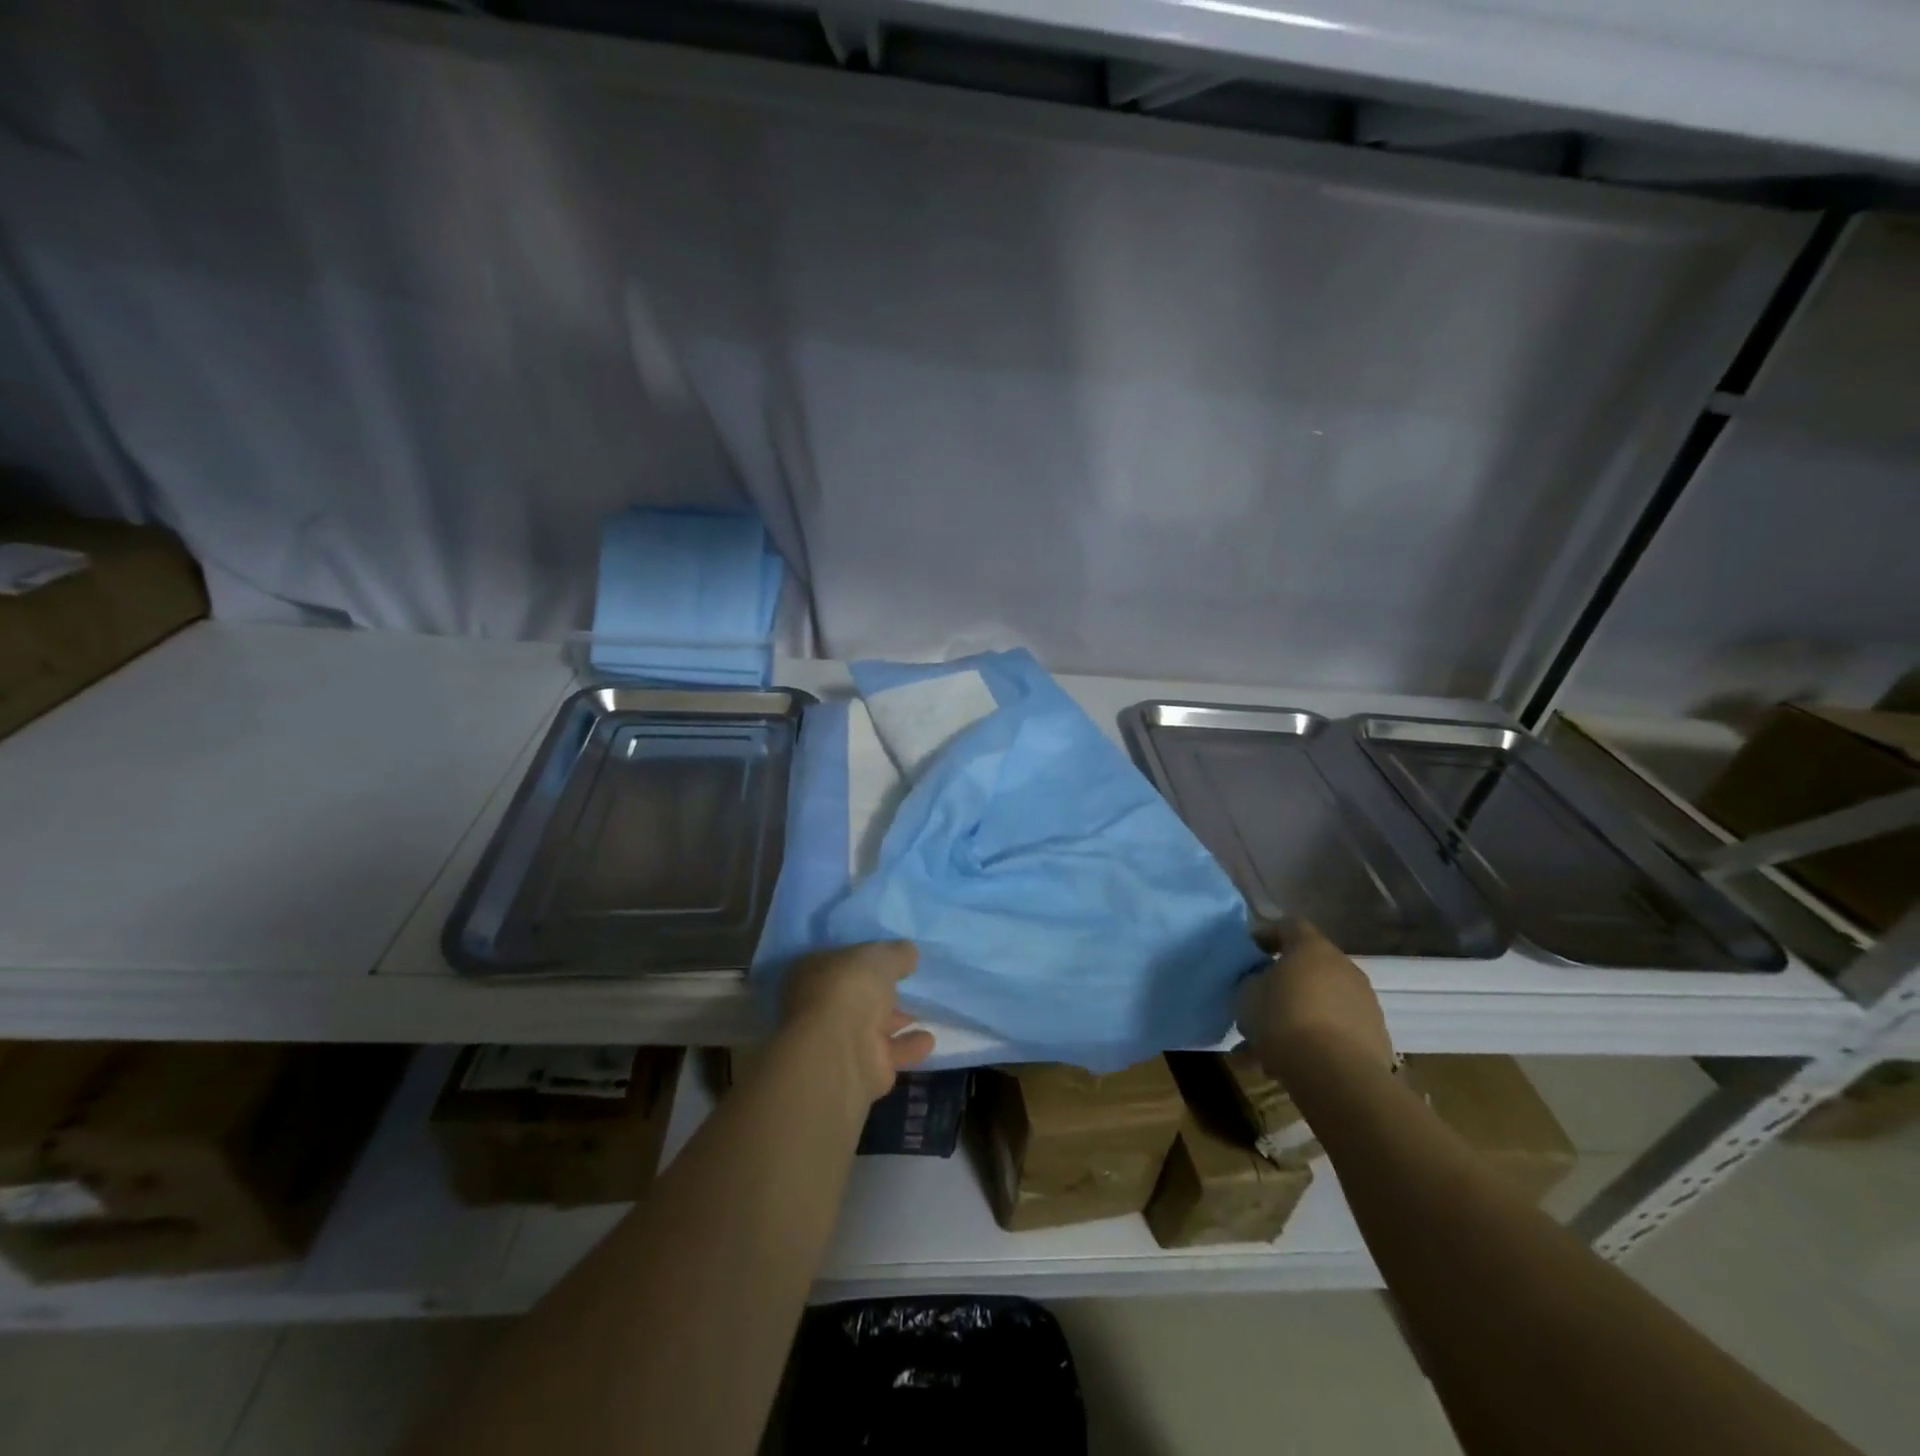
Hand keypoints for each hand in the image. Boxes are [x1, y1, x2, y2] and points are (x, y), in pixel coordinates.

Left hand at [781, 941, 936, 1105]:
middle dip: (878, 995)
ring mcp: (836, 1043)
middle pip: (854, 998)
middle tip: (905, 987)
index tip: (888, 960)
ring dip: (894, 1022)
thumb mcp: (880, 957)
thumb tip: (908, 953)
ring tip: (921, 1013)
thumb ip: (897, 954)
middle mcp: (819, 1008)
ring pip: (869, 1028)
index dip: (863, 961)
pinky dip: (907, 1047)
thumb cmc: (850, 988)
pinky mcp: (858, 1072)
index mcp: (813, 973)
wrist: (839, 1050)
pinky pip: (887, 1054)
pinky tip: (928, 1040)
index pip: (840, 963)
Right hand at [1235, 919, 1393, 1079]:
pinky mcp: (1375, 1039)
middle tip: (1256, 1006)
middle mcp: (1344, 969)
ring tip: (1263, 1051)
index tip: (1249, 953)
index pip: (1289, 925)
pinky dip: (1312, 1044)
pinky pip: (1334, 1033)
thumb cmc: (1283, 1020)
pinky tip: (1286, 1069)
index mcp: (1312, 948)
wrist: (1337, 1075)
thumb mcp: (1246, 995)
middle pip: (1307, 969)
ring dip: (1294, 1021)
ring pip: (1319, 1006)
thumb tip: (1259, 983)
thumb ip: (1251, 981)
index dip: (1267, 935)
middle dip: (1281, 986)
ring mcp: (1364, 1004)